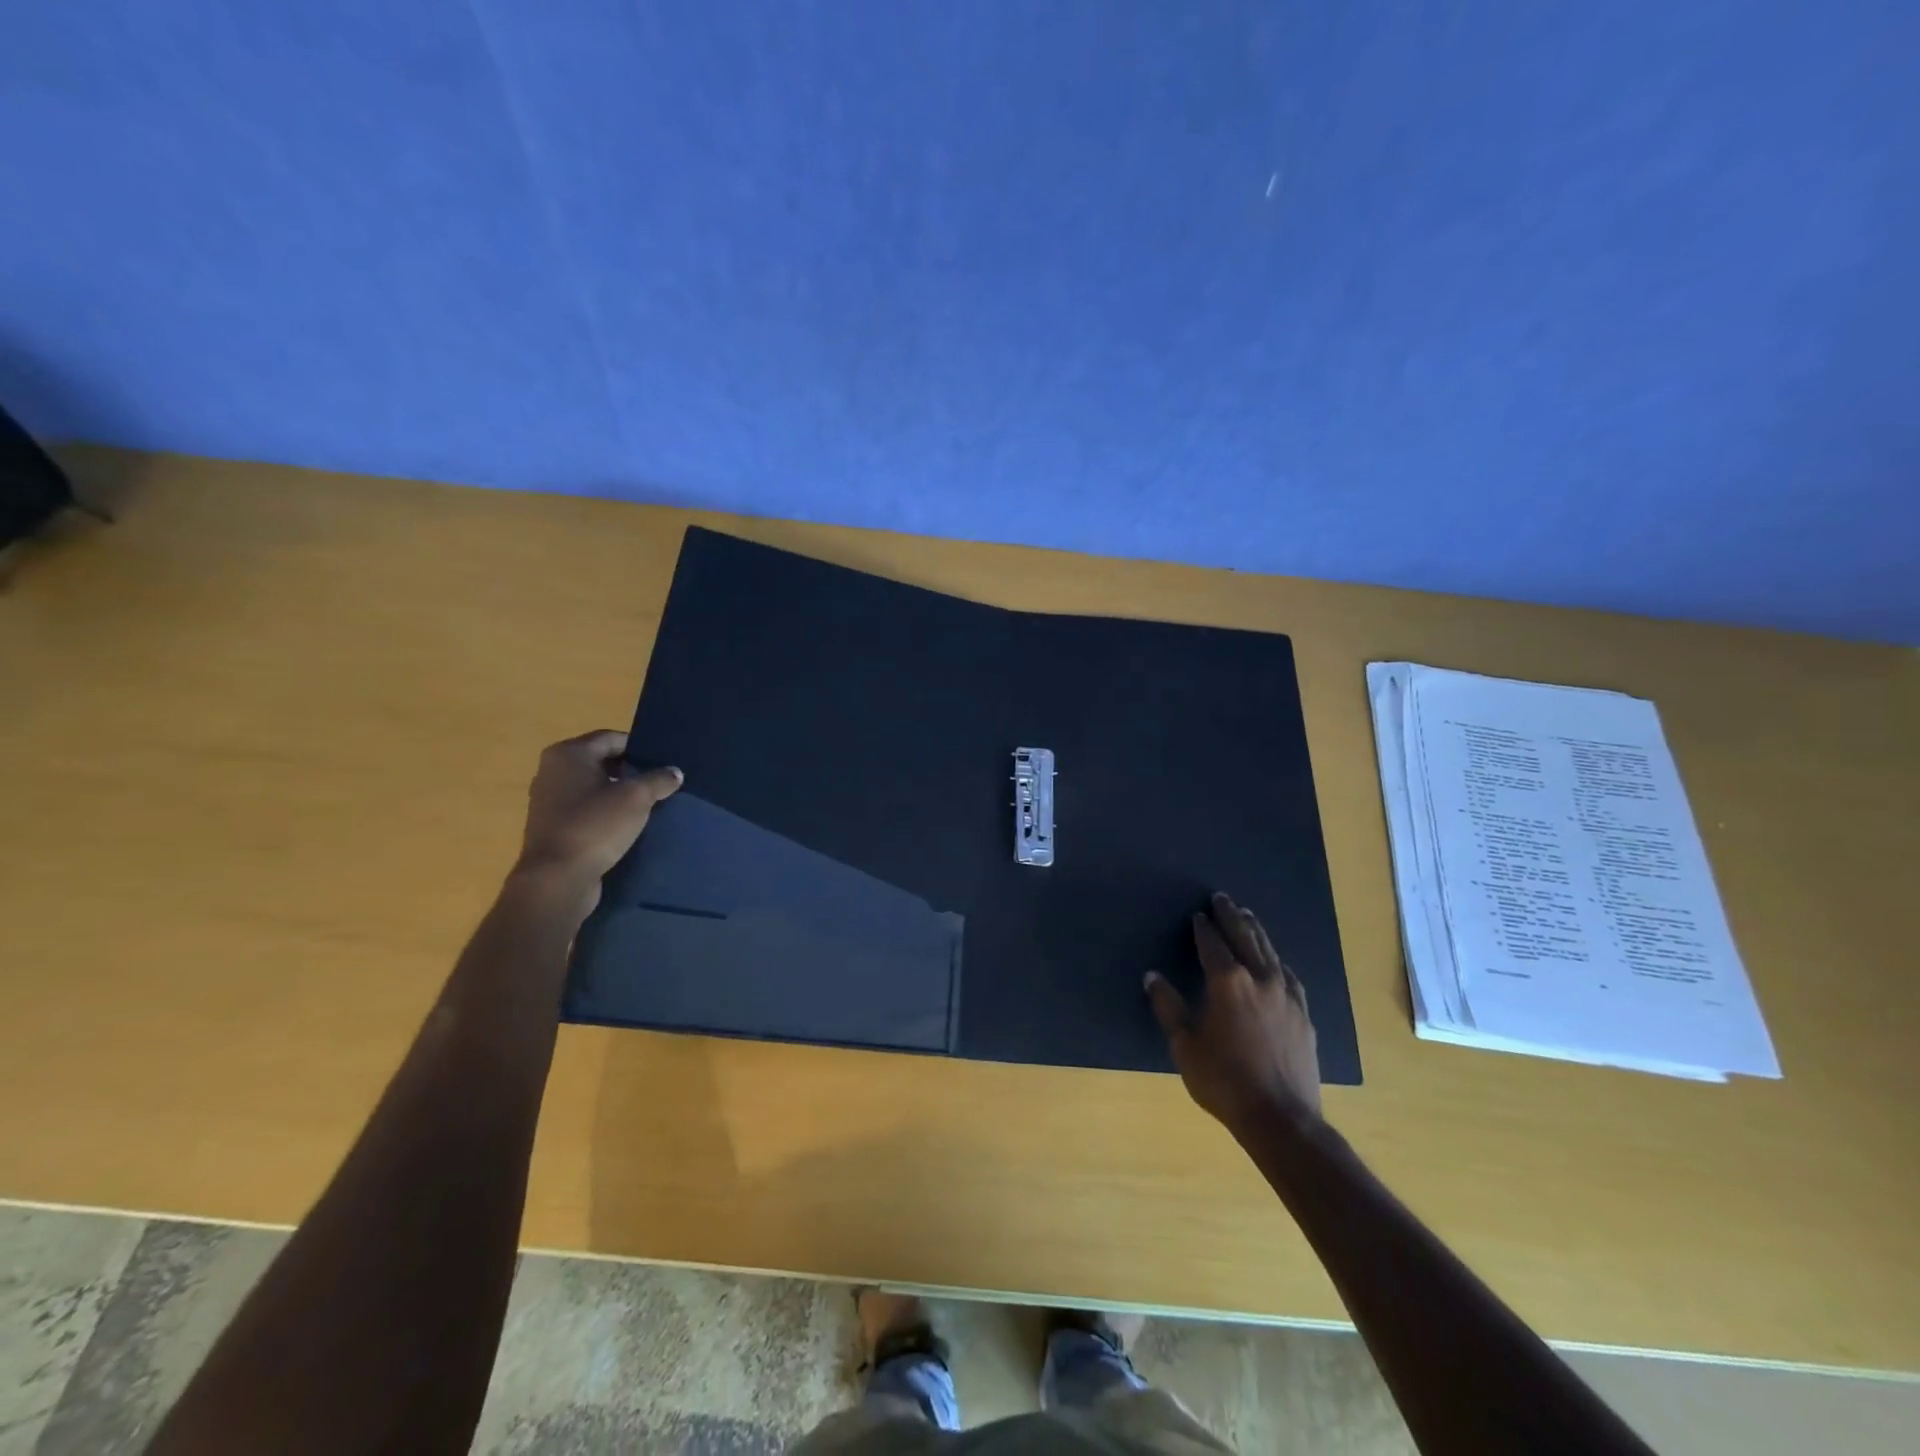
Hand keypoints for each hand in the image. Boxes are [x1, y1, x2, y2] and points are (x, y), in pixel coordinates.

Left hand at [514, 730, 681, 895]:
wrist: (557, 879)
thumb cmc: (595, 826)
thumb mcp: (637, 798)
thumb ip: (659, 779)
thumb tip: (674, 772)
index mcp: (568, 754)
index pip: (611, 738)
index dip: (639, 747)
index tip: (663, 762)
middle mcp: (552, 770)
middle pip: (601, 761)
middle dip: (631, 770)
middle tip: (659, 782)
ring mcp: (548, 800)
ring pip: (593, 786)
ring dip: (618, 793)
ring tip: (647, 805)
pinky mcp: (551, 826)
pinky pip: (585, 809)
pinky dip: (604, 812)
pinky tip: (626, 825)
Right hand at [1146, 893, 1322, 1131]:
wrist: (1283, 1119)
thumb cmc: (1224, 1081)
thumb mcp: (1184, 1046)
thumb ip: (1168, 1006)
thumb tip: (1152, 976)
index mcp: (1227, 982)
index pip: (1212, 944)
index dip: (1203, 927)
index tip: (1198, 915)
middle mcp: (1259, 978)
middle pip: (1245, 937)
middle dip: (1231, 916)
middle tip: (1223, 898)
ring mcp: (1286, 995)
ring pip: (1269, 951)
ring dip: (1255, 931)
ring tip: (1247, 916)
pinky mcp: (1303, 1013)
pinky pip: (1288, 975)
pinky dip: (1276, 960)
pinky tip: (1276, 962)